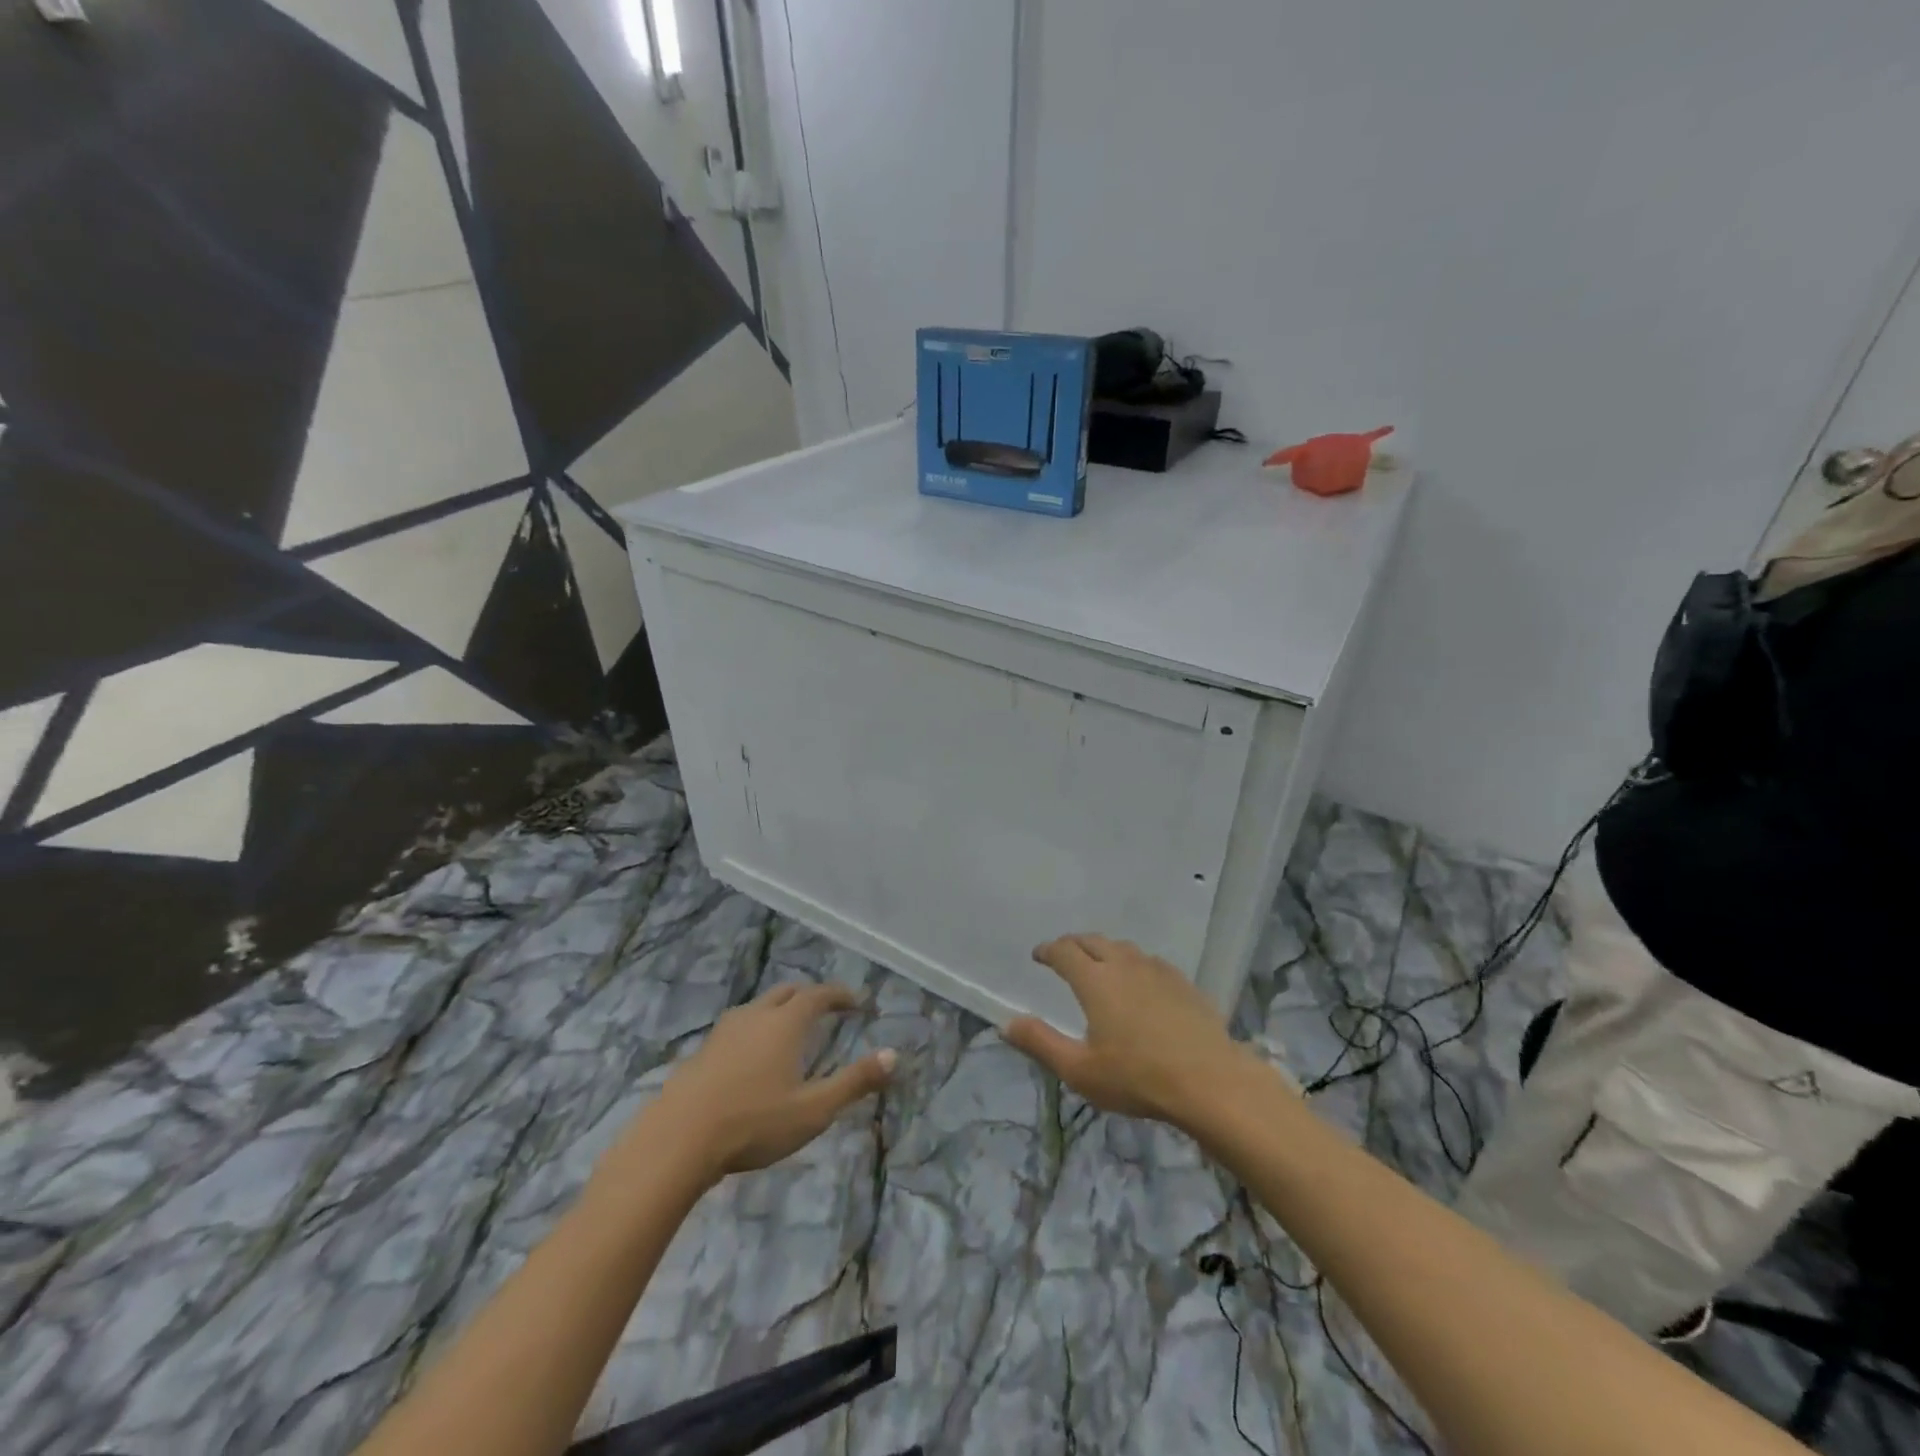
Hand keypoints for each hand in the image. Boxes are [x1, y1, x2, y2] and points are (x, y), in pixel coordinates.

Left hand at [602, 984, 894, 1193]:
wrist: (677, 1139)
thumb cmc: (754, 1122)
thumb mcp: (814, 1109)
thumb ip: (854, 1082)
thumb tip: (894, 1055)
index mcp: (786, 1023)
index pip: (818, 995)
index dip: (840, 995)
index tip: (857, 1003)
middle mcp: (756, 1016)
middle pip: (787, 992)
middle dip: (809, 996)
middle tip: (826, 1010)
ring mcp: (724, 1032)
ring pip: (758, 1007)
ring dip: (779, 1010)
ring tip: (789, 1031)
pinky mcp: (701, 1052)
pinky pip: (737, 1027)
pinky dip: (754, 1030)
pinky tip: (751, 1058)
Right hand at [1005, 934, 1255, 1129]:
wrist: (1210, 1081)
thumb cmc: (1138, 1077)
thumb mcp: (1080, 1070)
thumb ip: (1041, 1043)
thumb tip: (1006, 1024)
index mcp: (1095, 980)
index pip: (1064, 951)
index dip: (1048, 950)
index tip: (1039, 955)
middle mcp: (1124, 965)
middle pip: (1094, 941)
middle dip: (1074, 944)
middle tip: (1064, 954)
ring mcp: (1157, 971)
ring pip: (1124, 948)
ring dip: (1105, 950)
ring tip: (1100, 964)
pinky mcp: (1184, 983)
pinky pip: (1150, 962)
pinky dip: (1134, 964)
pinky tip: (1140, 982)